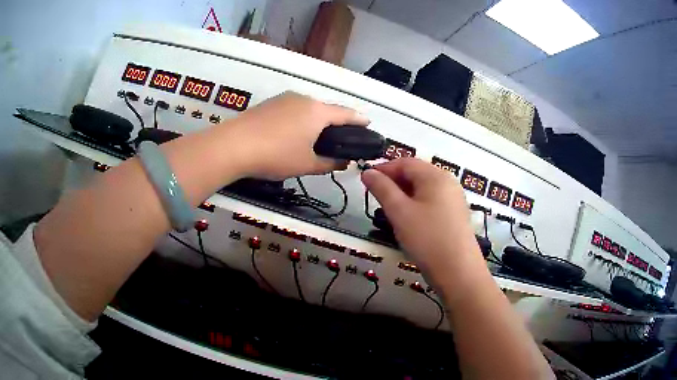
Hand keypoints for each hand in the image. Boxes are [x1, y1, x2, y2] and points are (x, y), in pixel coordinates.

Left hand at [229, 92, 368, 179]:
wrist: (233, 145)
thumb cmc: (276, 155)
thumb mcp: (306, 164)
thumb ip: (329, 163)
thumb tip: (344, 162)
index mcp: (318, 112)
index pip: (346, 113)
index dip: (359, 119)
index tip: (368, 123)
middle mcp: (303, 99)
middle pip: (326, 110)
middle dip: (334, 123)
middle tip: (337, 140)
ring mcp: (283, 98)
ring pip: (307, 109)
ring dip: (314, 121)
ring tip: (312, 139)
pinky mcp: (268, 103)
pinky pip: (291, 110)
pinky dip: (297, 120)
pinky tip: (290, 135)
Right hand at [362, 158, 482, 283]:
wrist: (458, 272)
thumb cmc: (427, 238)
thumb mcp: (399, 212)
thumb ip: (382, 189)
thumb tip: (367, 172)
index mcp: (435, 175)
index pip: (405, 162)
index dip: (383, 168)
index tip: (365, 179)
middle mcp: (448, 181)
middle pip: (416, 173)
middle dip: (393, 181)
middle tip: (375, 196)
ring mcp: (454, 198)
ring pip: (423, 188)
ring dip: (404, 194)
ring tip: (389, 209)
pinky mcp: (456, 214)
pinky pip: (432, 201)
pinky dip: (416, 204)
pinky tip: (408, 220)